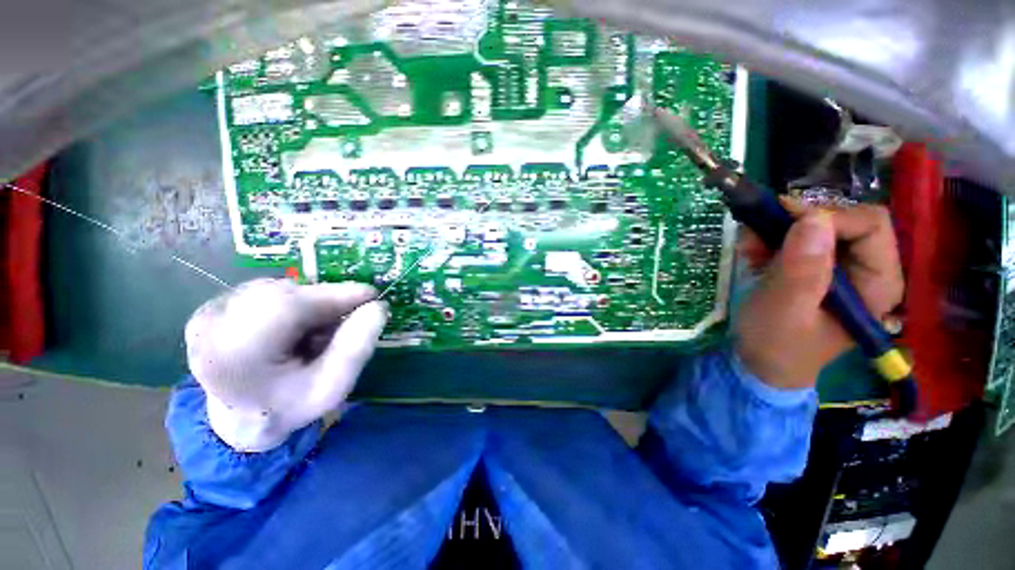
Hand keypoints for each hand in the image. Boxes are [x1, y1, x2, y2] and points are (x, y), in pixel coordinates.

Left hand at [185, 278, 387, 450]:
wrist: (240, 418)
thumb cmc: (290, 406)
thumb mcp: (333, 387)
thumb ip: (357, 347)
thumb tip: (378, 306)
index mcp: (235, 356)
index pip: (288, 307)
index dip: (334, 295)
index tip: (371, 296)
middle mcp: (211, 327)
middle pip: (284, 293)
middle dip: (325, 301)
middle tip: (346, 320)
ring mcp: (207, 314)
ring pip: (278, 289)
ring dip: (309, 303)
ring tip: (315, 332)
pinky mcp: (212, 307)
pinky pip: (267, 291)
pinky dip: (292, 303)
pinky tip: (293, 327)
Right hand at [734, 202, 903, 389]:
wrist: (758, 362)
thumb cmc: (775, 344)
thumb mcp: (784, 312)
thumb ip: (801, 271)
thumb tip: (813, 218)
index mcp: (876, 283)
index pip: (870, 226)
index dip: (828, 218)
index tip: (781, 225)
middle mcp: (864, 269)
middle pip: (842, 220)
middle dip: (794, 223)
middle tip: (755, 237)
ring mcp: (837, 267)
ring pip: (815, 225)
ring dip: (775, 230)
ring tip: (748, 250)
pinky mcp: (813, 268)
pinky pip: (795, 237)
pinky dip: (769, 239)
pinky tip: (751, 255)